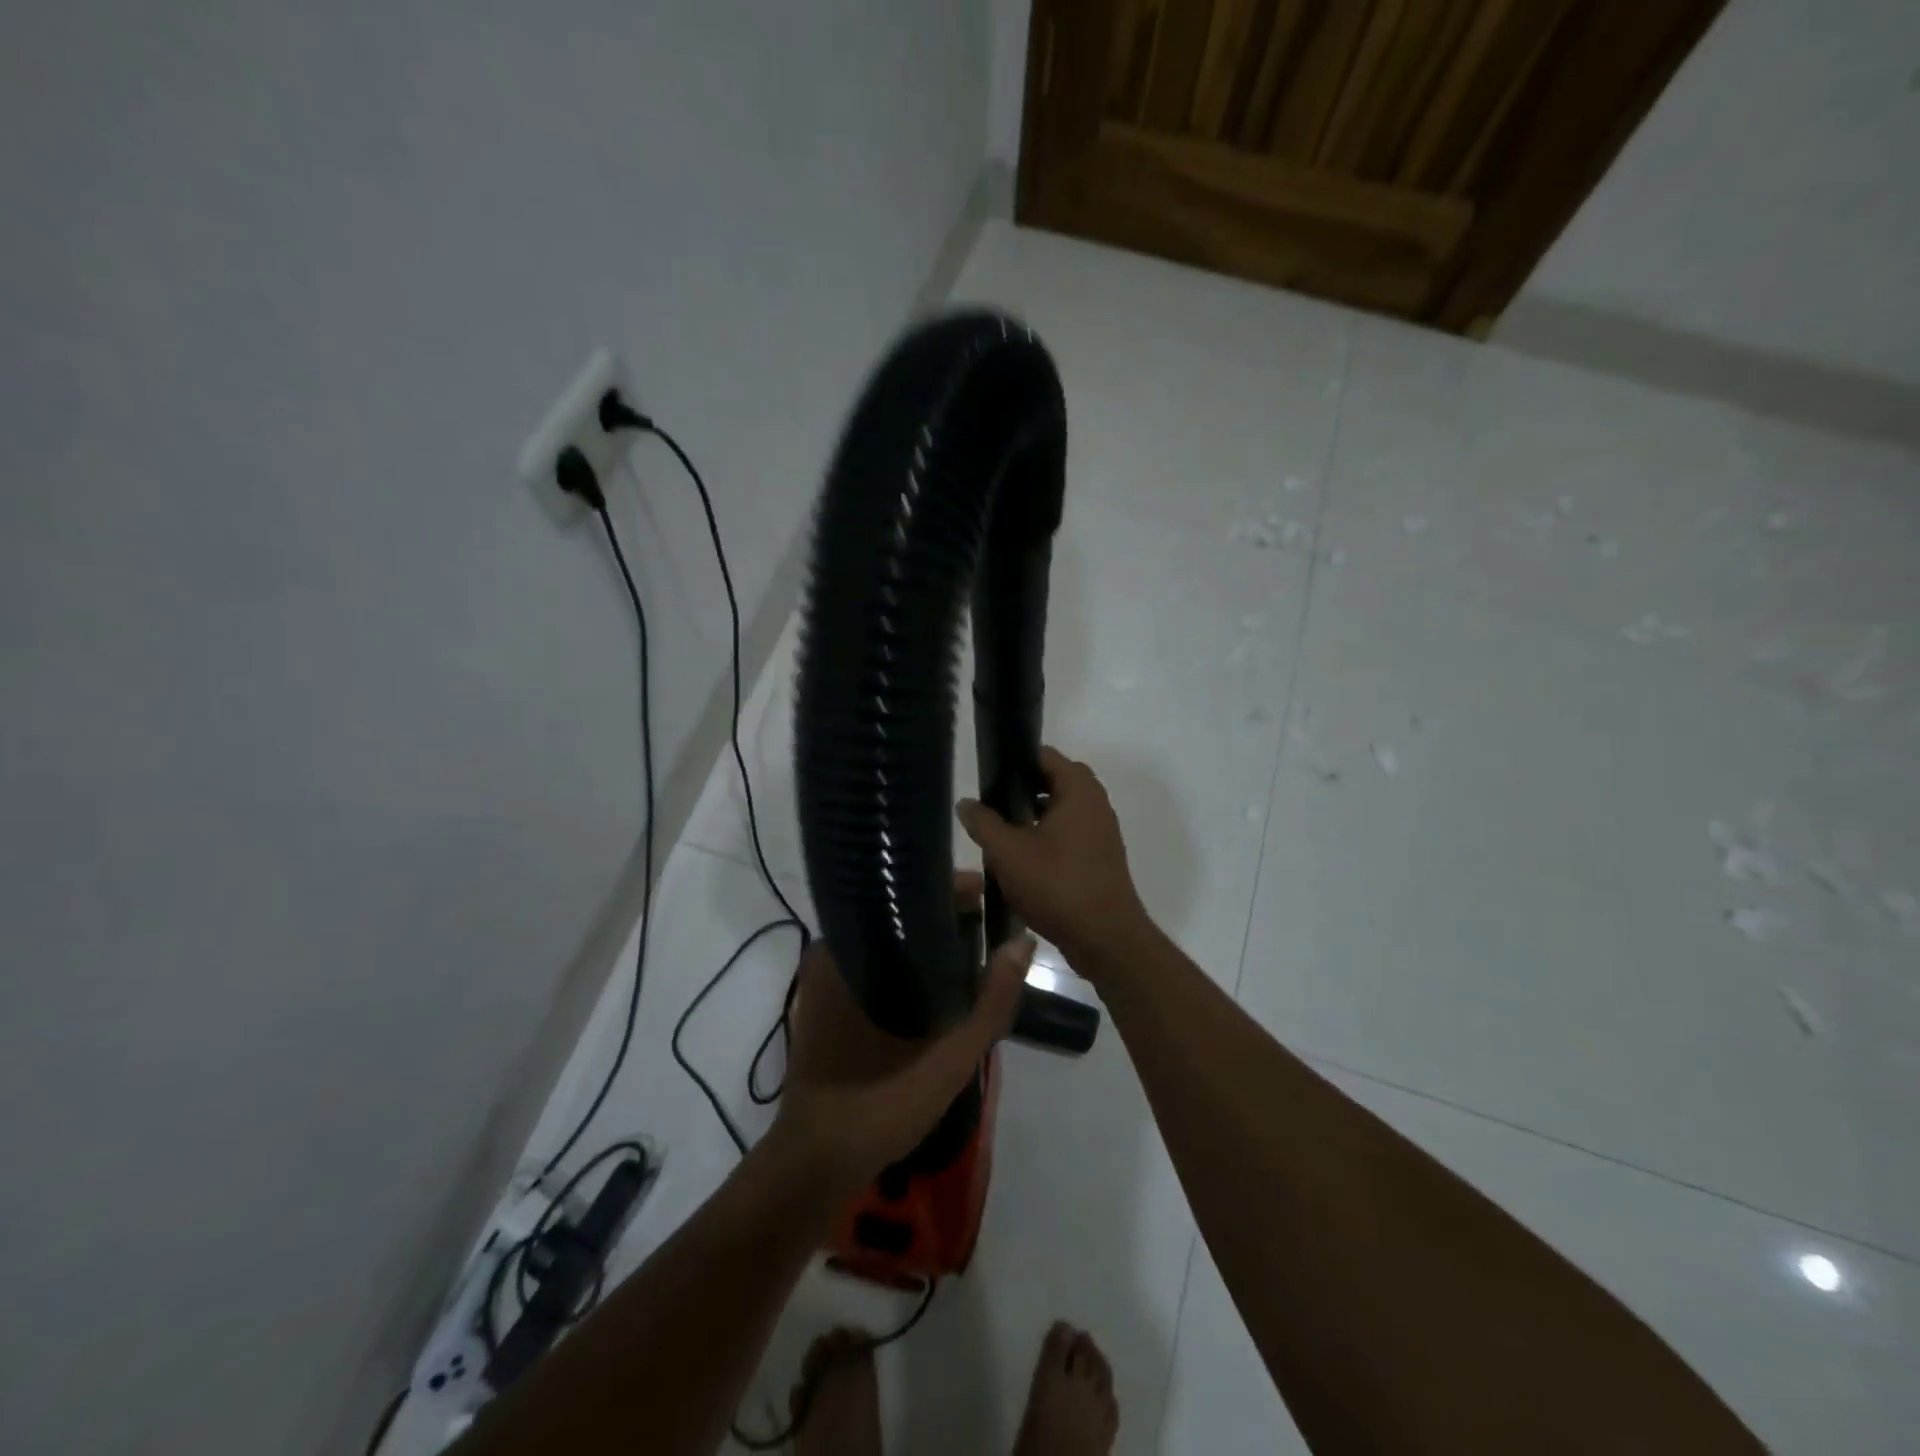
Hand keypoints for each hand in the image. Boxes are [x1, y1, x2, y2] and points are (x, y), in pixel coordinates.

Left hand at [770, 874, 1029, 1194]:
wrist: (817, 1166)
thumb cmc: (878, 1106)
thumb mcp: (949, 1056)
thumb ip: (992, 1001)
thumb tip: (1024, 942)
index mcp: (847, 952)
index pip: (903, 895)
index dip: (952, 891)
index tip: (992, 895)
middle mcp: (832, 954)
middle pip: (898, 915)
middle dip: (946, 917)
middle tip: (991, 924)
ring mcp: (827, 979)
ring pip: (890, 942)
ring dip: (931, 944)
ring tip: (977, 945)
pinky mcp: (831, 1002)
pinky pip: (879, 965)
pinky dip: (912, 966)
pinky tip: (946, 981)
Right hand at [956, 746, 1150, 973]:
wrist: (1106, 939)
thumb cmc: (1057, 885)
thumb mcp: (1008, 852)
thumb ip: (984, 823)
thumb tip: (966, 803)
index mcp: (1079, 790)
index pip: (1045, 755)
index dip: (1015, 760)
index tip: (988, 776)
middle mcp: (1096, 804)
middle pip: (1053, 782)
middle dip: (1022, 790)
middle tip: (992, 805)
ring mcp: (1101, 832)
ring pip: (1061, 810)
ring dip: (1033, 816)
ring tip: (1001, 833)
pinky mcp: (1100, 858)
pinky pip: (1070, 834)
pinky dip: (1047, 837)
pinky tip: (1022, 860)